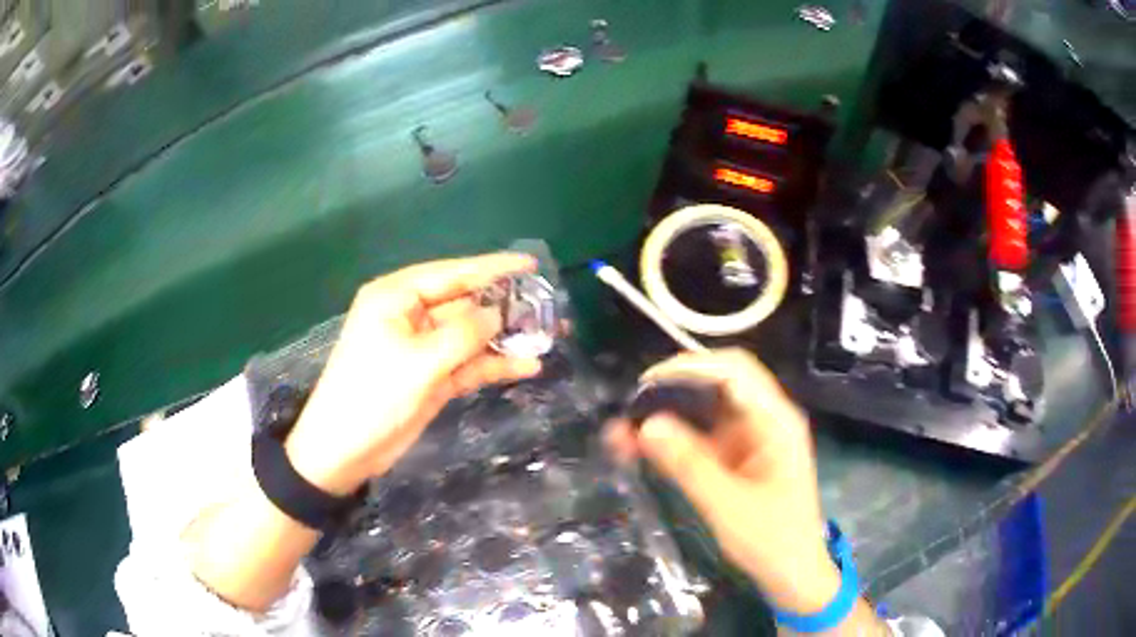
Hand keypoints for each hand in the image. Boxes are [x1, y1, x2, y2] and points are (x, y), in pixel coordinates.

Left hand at [284, 253, 542, 495]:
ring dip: (505, 338)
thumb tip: (498, 314)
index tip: (531, 265)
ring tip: (548, 336)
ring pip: (471, 335)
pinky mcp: (433, 376)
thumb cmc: (373, 395)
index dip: (493, 268)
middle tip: (549, 306)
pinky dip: (494, 364)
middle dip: (504, 306)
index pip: (452, 273)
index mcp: (397, 297)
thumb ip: (463, 333)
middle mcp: (411, 316)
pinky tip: (527, 366)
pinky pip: (469, 363)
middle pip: (466, 303)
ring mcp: (423, 348)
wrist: (346, 450)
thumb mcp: (418, 361)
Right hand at [605, 349, 839, 613]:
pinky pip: (701, 436)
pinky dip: (673, 438)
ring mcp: (750, 437)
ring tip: (624, 429)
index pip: (734, 371)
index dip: (690, 368)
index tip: (647, 385)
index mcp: (776, 421)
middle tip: (631, 407)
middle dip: (673, 390)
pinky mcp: (736, 456)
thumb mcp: (727, 506)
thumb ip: (689, 464)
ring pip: (705, 410)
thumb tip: (646, 425)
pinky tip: (641, 446)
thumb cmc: (771, 540)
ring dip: (667, 415)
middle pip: (718, 384)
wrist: (792, 573)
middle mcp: (764, 419)